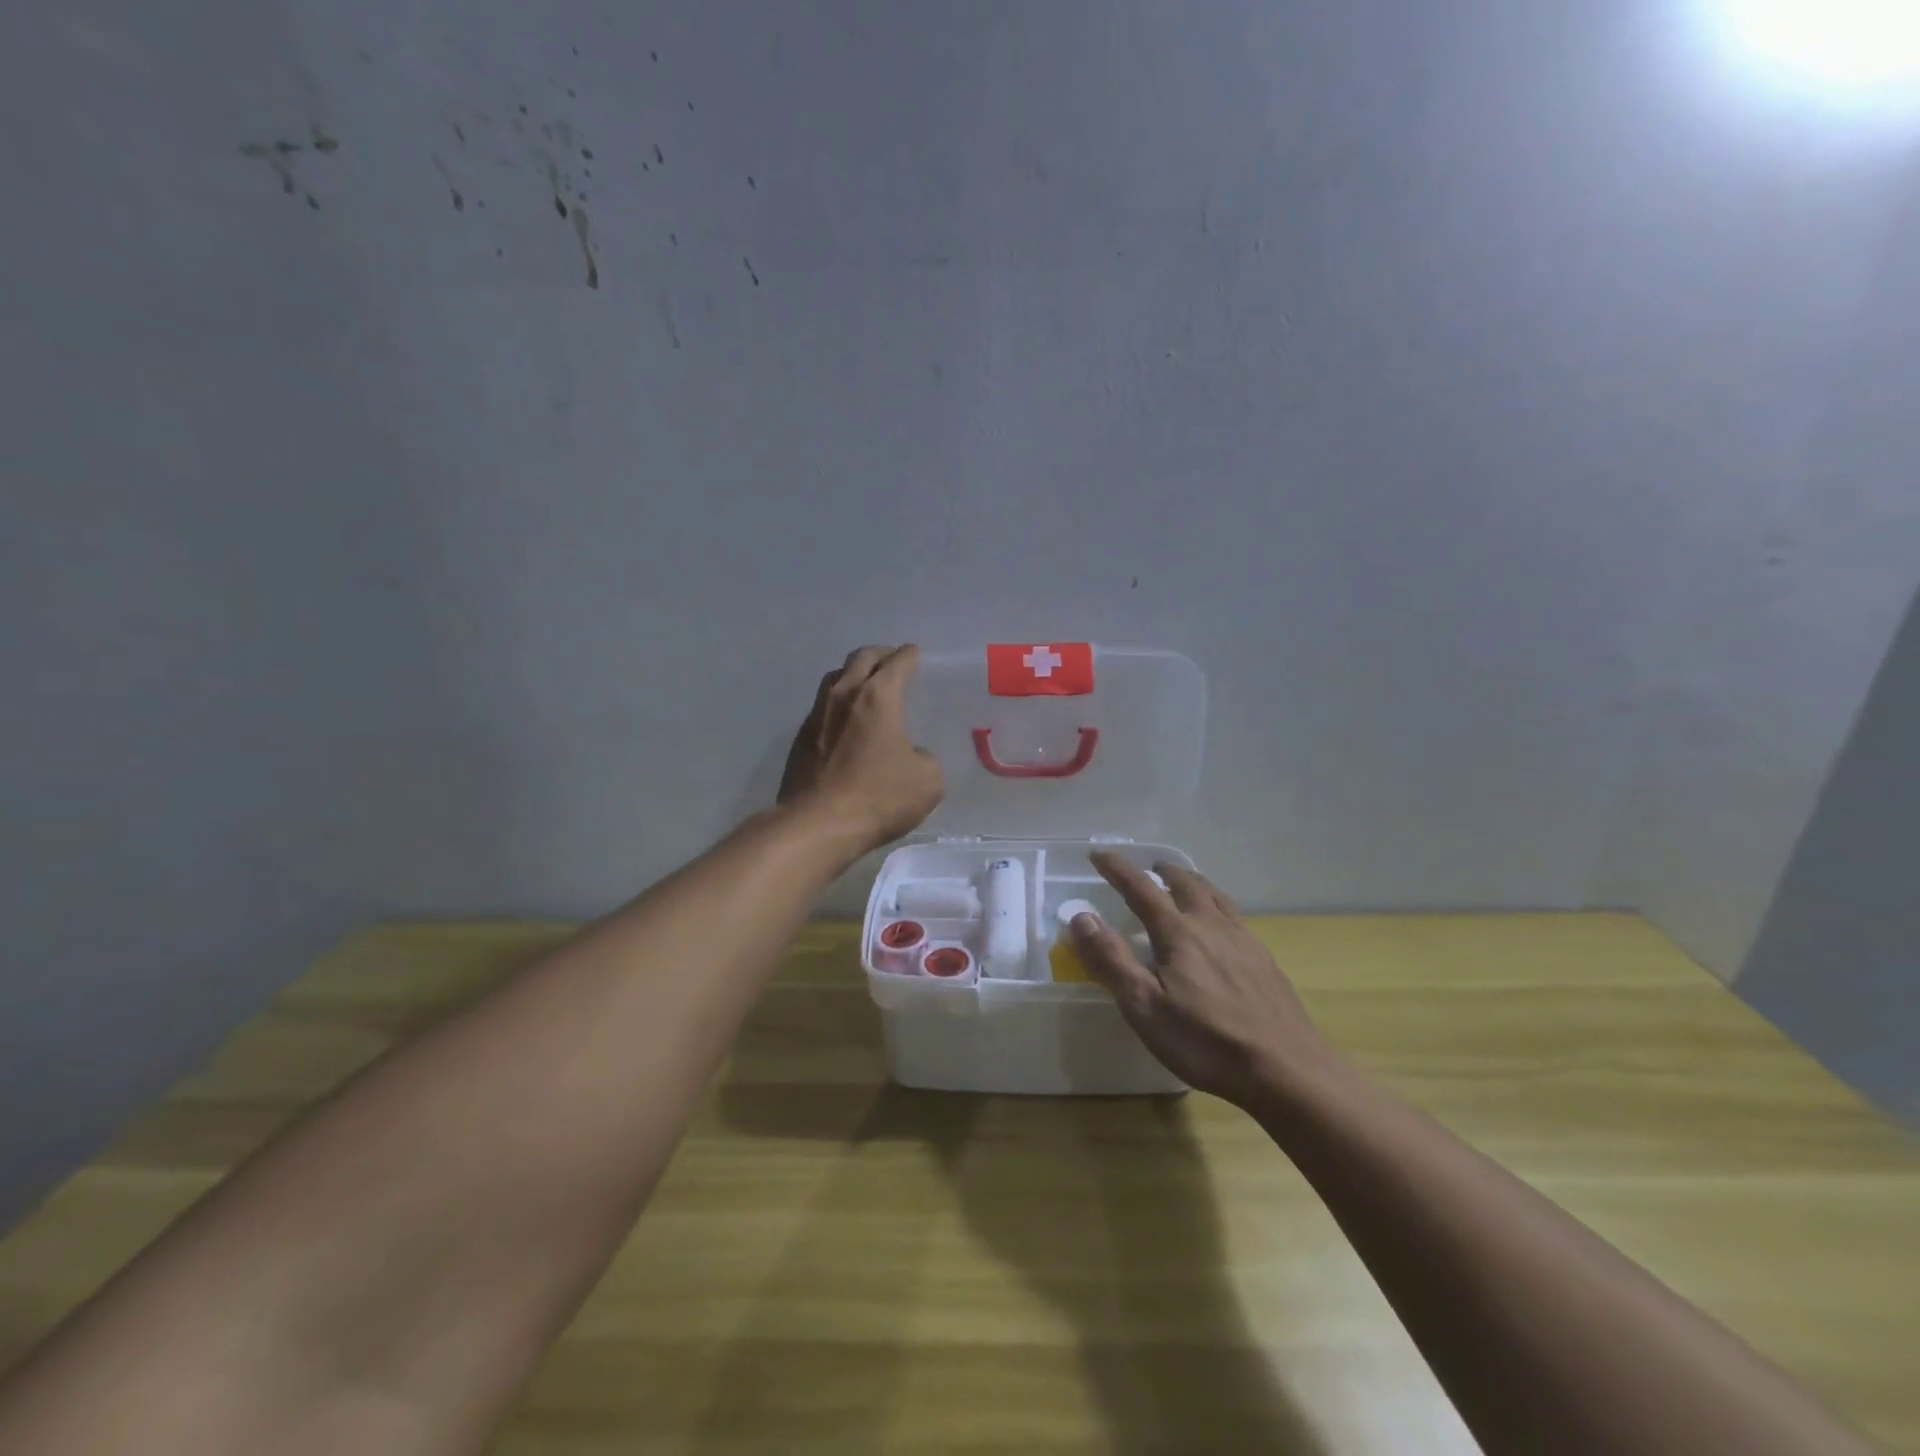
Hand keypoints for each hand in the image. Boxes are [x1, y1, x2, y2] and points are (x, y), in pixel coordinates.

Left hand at [779, 645, 943, 854]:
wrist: (818, 824)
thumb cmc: (879, 797)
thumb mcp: (927, 780)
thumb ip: (925, 758)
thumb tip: (912, 755)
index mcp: (878, 696)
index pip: (897, 662)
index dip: (909, 655)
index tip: (915, 654)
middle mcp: (844, 694)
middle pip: (861, 657)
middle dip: (881, 655)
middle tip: (893, 661)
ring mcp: (817, 714)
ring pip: (836, 677)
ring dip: (854, 674)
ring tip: (867, 685)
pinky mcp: (800, 737)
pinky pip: (823, 706)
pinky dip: (838, 703)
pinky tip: (846, 721)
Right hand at [1071, 852, 1335, 1106]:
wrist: (1286, 1070)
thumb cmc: (1206, 1041)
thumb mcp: (1144, 1007)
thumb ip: (1111, 960)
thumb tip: (1081, 917)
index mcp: (1179, 934)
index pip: (1141, 889)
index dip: (1117, 869)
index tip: (1098, 854)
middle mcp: (1212, 926)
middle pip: (1186, 884)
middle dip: (1163, 871)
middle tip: (1150, 867)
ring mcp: (1244, 942)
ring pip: (1216, 897)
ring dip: (1194, 883)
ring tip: (1186, 884)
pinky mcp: (1265, 962)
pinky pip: (1236, 918)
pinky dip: (1218, 907)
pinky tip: (1222, 930)